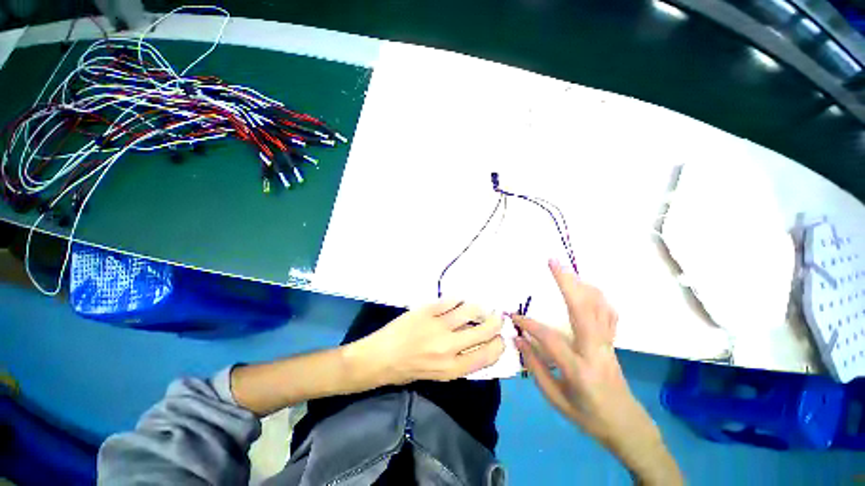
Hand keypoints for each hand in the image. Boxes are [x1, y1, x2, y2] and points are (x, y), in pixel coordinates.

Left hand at [355, 300, 504, 384]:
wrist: (379, 358)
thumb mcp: (438, 375)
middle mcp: (449, 347)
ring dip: (479, 308)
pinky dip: (458, 300)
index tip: (500, 338)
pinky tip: (459, 301)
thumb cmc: (408, 370)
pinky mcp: (427, 310)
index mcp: (452, 368)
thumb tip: (479, 344)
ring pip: (469, 311)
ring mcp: (438, 325)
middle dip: (495, 323)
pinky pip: (450, 301)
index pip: (488, 355)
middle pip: (483, 331)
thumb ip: (460, 361)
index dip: (499, 344)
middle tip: (497, 317)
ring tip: (479, 307)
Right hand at [513, 260, 681, 484]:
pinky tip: (586, 288)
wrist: (627, 426)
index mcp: (579, 368)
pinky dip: (597, 296)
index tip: (513, 316)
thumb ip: (535, 367)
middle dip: (567, 282)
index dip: (529, 324)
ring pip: (598, 306)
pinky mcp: (613, 341)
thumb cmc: (588, 416)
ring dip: (582, 284)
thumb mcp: (556, 399)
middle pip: (583, 309)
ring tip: (566, 269)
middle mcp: (596, 350)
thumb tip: (518, 339)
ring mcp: (608, 344)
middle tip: (553, 262)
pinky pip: (608, 313)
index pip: (549, 338)